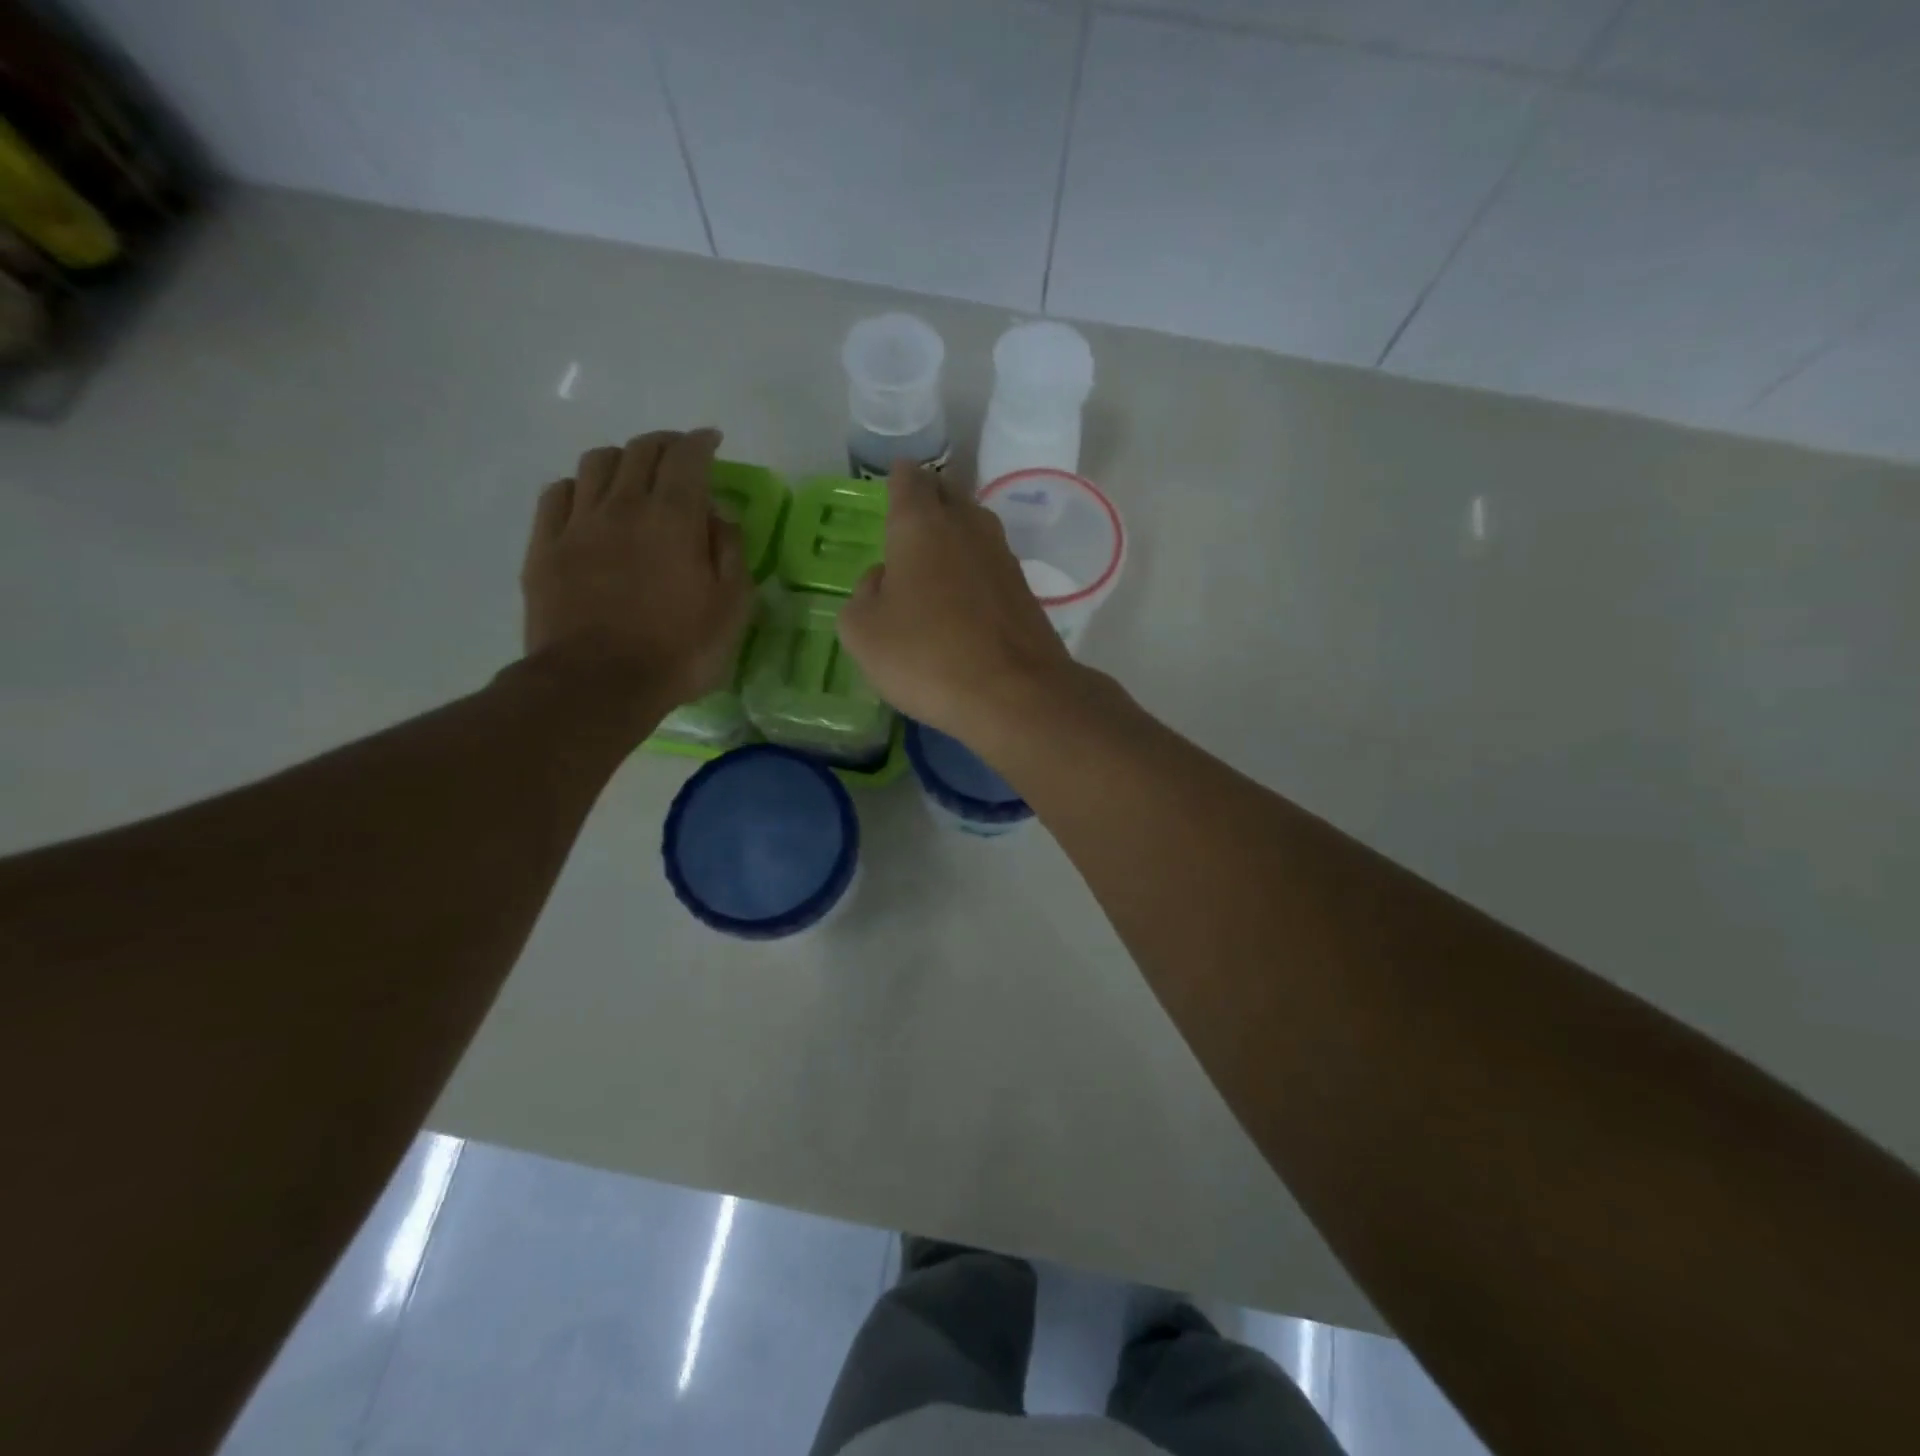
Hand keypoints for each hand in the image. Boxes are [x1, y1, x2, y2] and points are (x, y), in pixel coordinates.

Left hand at [521, 429, 751, 713]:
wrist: (597, 685)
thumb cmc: (678, 651)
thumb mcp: (731, 609)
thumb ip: (730, 553)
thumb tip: (718, 514)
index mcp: (674, 518)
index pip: (687, 458)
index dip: (701, 442)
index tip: (712, 440)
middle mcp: (624, 506)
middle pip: (641, 451)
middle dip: (665, 443)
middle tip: (681, 455)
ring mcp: (578, 524)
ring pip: (596, 463)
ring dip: (622, 458)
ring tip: (635, 475)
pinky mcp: (545, 547)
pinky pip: (558, 494)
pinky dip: (581, 486)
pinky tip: (590, 501)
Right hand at [839, 462, 1074, 746]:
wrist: (1014, 694)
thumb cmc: (925, 656)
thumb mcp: (863, 633)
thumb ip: (863, 596)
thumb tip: (883, 579)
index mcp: (920, 525)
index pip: (909, 479)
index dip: (899, 478)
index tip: (893, 482)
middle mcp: (967, 527)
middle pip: (948, 494)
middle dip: (929, 497)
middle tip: (910, 514)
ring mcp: (1003, 557)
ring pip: (974, 527)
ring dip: (954, 532)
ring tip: (933, 554)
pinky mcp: (1025, 591)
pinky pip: (991, 564)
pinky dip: (974, 569)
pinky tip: (963, 595)